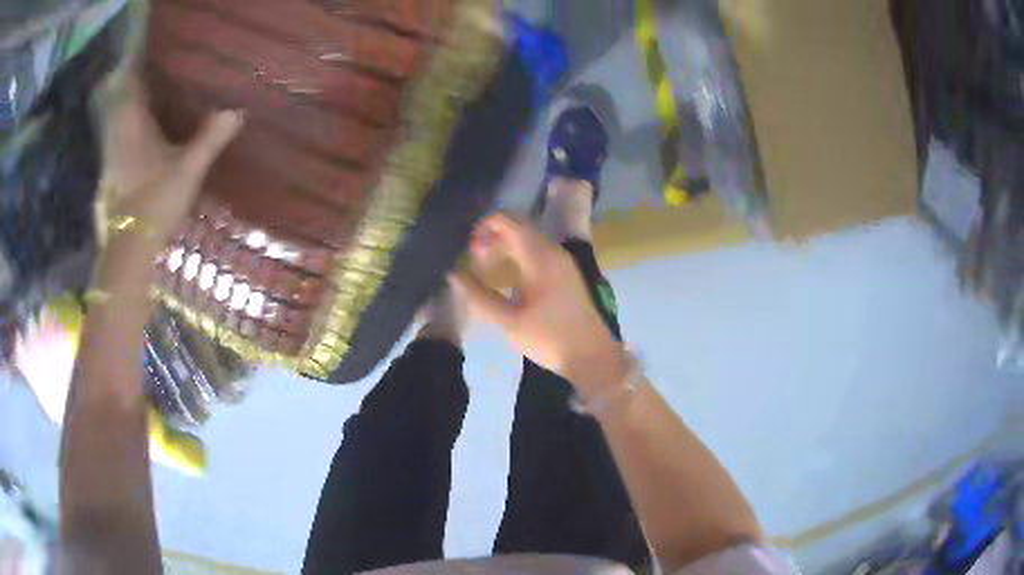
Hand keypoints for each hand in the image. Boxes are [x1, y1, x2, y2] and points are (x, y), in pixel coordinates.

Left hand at [95, 73, 241, 255]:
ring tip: (151, 99)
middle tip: (157, 73)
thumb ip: (209, 139)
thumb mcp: (187, 170)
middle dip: (136, 84)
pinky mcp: (111, 177)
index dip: (140, 64)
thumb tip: (236, 110)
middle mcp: (118, 135)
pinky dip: (127, 133)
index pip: (131, 83)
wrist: (128, 251)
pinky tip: (140, 137)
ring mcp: (111, 158)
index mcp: (133, 125)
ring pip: (118, 121)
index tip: (153, 51)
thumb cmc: (154, 203)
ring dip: (130, 108)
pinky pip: (118, 142)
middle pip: (122, 99)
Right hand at [452, 214, 626, 392]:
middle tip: (471, 258)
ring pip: (528, 239)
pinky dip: (518, 255)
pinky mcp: (566, 273)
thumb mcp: (509, 322)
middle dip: (492, 236)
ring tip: (484, 266)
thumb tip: (453, 275)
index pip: (508, 222)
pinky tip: (506, 275)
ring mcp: (562, 261)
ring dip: (505, 246)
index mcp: (539, 256)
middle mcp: (553, 251)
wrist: (592, 356)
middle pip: (518, 228)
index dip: (484, 226)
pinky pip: (538, 252)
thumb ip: (479, 297)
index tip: (466, 246)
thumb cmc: (549, 338)